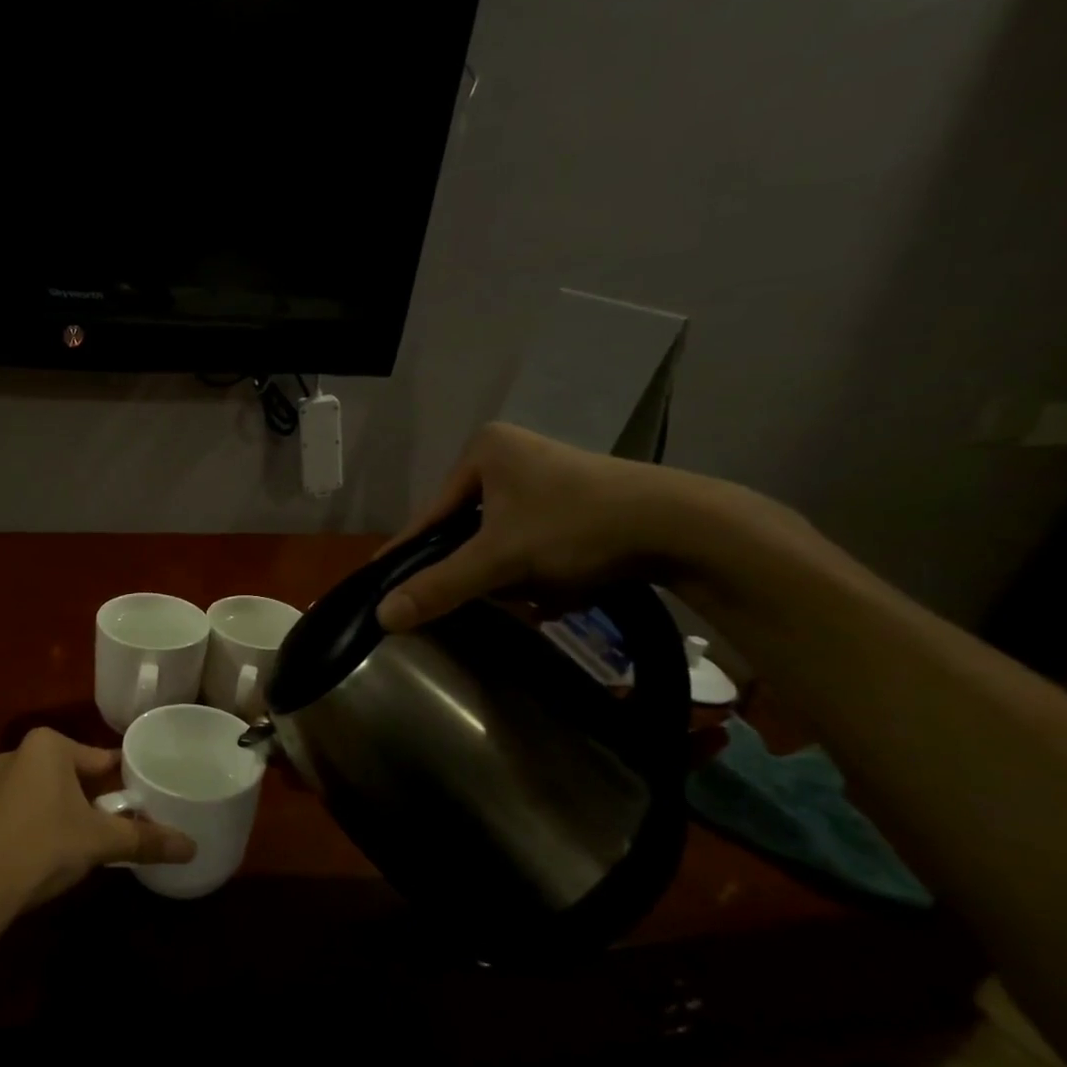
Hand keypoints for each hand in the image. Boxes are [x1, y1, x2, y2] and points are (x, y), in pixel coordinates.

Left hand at [0, 728, 195, 918]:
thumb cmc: (43, 848)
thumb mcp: (101, 842)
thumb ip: (146, 840)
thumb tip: (192, 846)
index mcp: (46, 747)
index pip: (97, 759)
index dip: (118, 782)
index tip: (133, 802)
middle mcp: (10, 756)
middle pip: (62, 775)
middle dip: (82, 799)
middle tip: (101, 829)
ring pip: (28, 796)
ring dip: (46, 813)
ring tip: (62, 847)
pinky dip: (12, 833)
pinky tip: (21, 860)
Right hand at [376, 423, 716, 632]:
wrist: (684, 527)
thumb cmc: (577, 527)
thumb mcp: (499, 560)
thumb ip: (439, 586)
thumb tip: (381, 616)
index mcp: (483, 450)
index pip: (429, 514)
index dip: (410, 554)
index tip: (383, 585)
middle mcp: (510, 454)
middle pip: (467, 530)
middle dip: (481, 569)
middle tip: (486, 596)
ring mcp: (545, 476)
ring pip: (501, 541)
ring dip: (512, 574)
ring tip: (535, 593)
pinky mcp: (575, 499)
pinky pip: (532, 541)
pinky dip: (539, 569)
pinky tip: (559, 588)